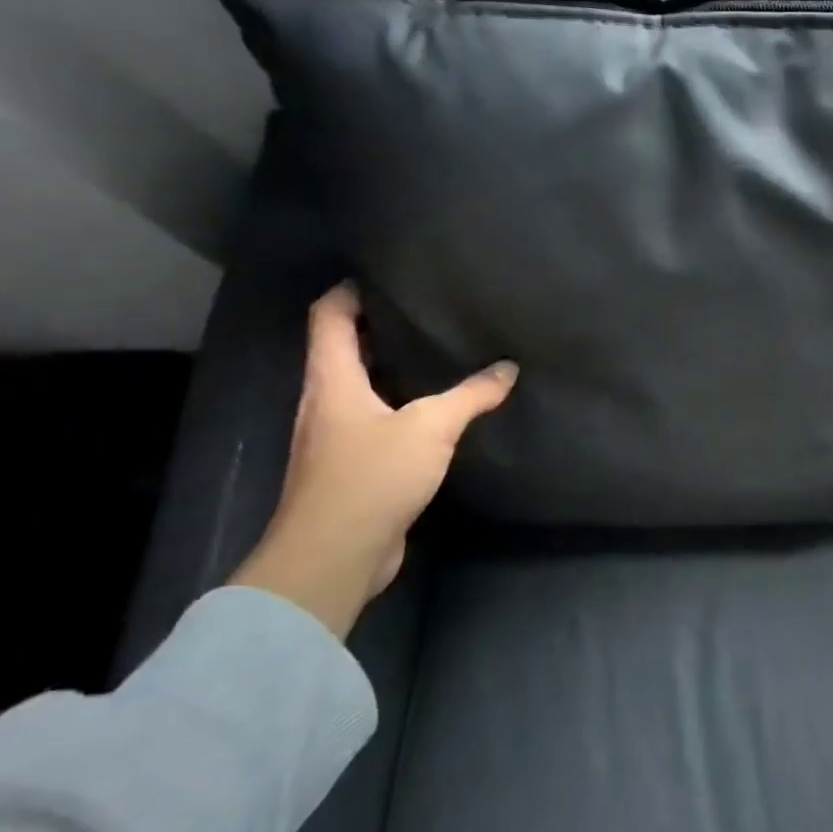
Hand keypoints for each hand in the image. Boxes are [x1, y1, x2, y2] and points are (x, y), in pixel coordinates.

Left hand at [230, 283, 517, 636]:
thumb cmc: (371, 476)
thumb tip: (507, 368)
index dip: (349, 291)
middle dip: (377, 326)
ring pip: (359, 387)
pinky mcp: (350, 468)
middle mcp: (325, 403)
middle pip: (342, 349)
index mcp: (332, 381)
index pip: (328, 318)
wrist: (334, 556)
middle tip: (424, 310)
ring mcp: (334, 438)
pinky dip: (398, 405)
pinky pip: (373, 421)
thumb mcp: (431, 427)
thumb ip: (471, 395)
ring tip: (435, 353)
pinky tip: (433, 412)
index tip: (385, 275)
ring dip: (389, 367)